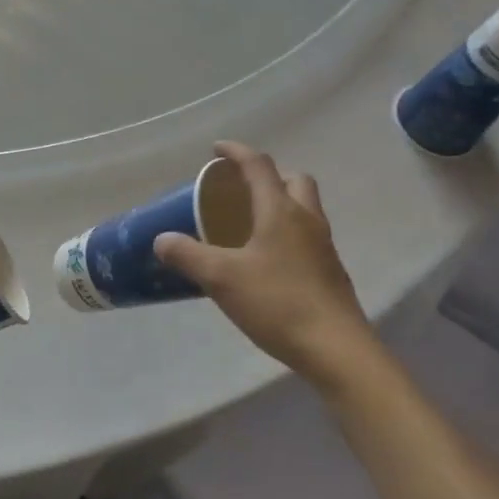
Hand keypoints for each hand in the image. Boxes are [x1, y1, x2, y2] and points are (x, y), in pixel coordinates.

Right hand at [153, 142, 381, 388]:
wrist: (336, 349)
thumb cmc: (278, 303)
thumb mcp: (221, 278)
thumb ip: (188, 255)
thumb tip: (161, 239)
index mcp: (281, 211)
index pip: (259, 165)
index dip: (236, 152)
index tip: (216, 150)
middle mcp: (307, 220)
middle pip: (294, 180)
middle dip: (267, 176)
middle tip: (240, 190)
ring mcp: (323, 246)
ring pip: (304, 208)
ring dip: (280, 204)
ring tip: (249, 224)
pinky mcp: (329, 272)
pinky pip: (306, 236)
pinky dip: (286, 233)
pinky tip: (266, 260)